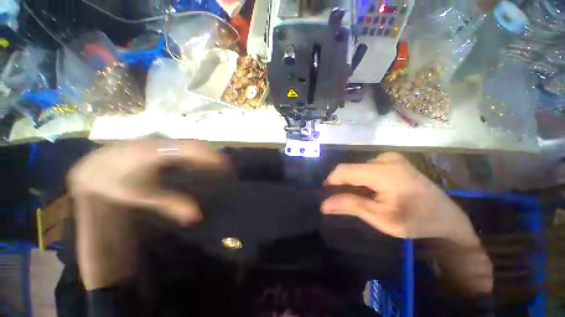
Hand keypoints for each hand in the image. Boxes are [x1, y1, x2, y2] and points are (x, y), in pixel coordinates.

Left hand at [69, 139, 226, 223]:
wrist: (95, 168)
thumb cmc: (117, 184)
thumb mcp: (143, 197)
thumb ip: (171, 204)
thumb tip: (197, 216)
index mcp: (156, 153)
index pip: (192, 151)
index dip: (211, 157)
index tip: (227, 166)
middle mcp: (162, 142)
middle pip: (195, 145)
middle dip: (212, 155)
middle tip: (225, 167)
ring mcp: (161, 139)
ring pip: (190, 143)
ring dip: (204, 153)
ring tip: (216, 165)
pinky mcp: (161, 141)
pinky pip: (184, 145)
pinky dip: (195, 153)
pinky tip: (197, 162)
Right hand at [321, 152, 473, 240]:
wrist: (447, 216)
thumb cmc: (416, 221)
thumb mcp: (381, 218)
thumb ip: (351, 206)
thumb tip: (323, 204)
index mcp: (383, 172)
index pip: (344, 171)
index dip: (331, 182)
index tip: (327, 196)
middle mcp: (385, 159)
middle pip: (350, 168)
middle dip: (341, 183)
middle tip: (342, 200)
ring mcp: (390, 157)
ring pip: (357, 167)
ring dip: (351, 181)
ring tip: (357, 197)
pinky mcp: (392, 160)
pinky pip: (366, 166)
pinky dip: (360, 178)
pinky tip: (368, 190)